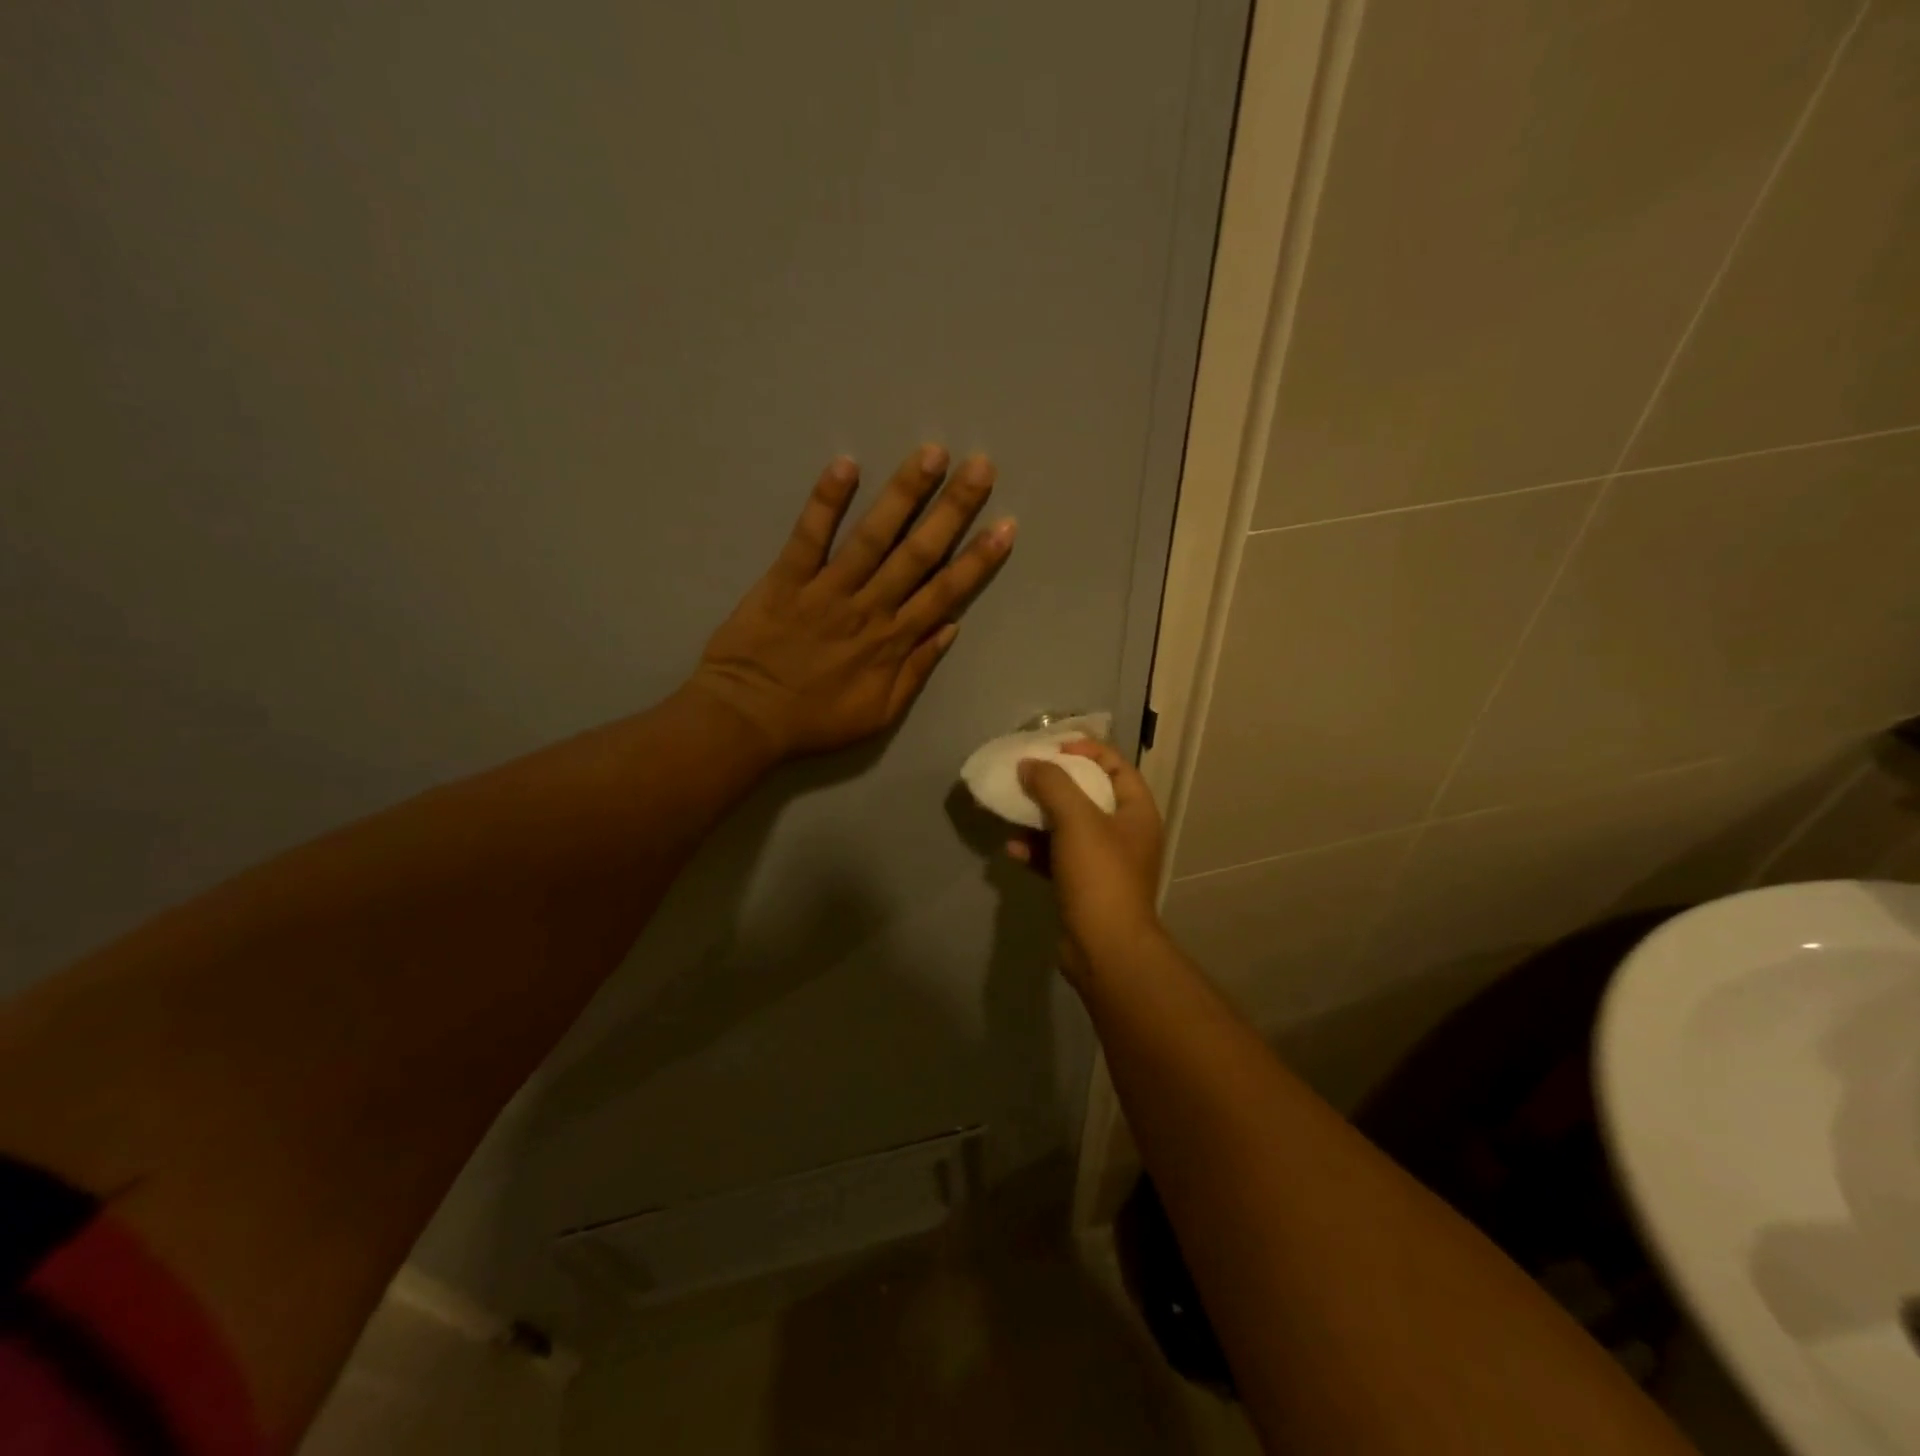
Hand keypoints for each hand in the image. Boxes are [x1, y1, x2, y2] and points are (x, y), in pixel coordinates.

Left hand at [692, 445, 1013, 757]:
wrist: (747, 720)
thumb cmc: (816, 721)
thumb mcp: (879, 714)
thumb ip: (916, 671)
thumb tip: (950, 628)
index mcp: (893, 642)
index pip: (945, 592)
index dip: (978, 559)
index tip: (1005, 526)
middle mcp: (869, 608)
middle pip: (918, 554)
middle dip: (952, 510)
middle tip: (980, 467)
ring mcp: (827, 590)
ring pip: (873, 537)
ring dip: (903, 494)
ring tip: (931, 454)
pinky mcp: (786, 579)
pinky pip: (809, 536)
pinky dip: (825, 502)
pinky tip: (846, 465)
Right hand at [1009, 739, 1165, 980]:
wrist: (1105, 948)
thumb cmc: (1099, 875)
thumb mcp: (1076, 820)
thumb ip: (1052, 784)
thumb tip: (1029, 764)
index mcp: (1136, 812)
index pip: (1116, 766)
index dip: (1087, 751)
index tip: (1054, 748)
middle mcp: (1124, 833)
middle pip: (1089, 794)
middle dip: (1054, 784)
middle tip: (1025, 774)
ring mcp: (1103, 862)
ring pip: (1068, 827)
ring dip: (1039, 818)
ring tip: (1011, 809)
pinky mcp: (1082, 886)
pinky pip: (1056, 857)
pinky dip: (1036, 850)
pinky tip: (1012, 850)